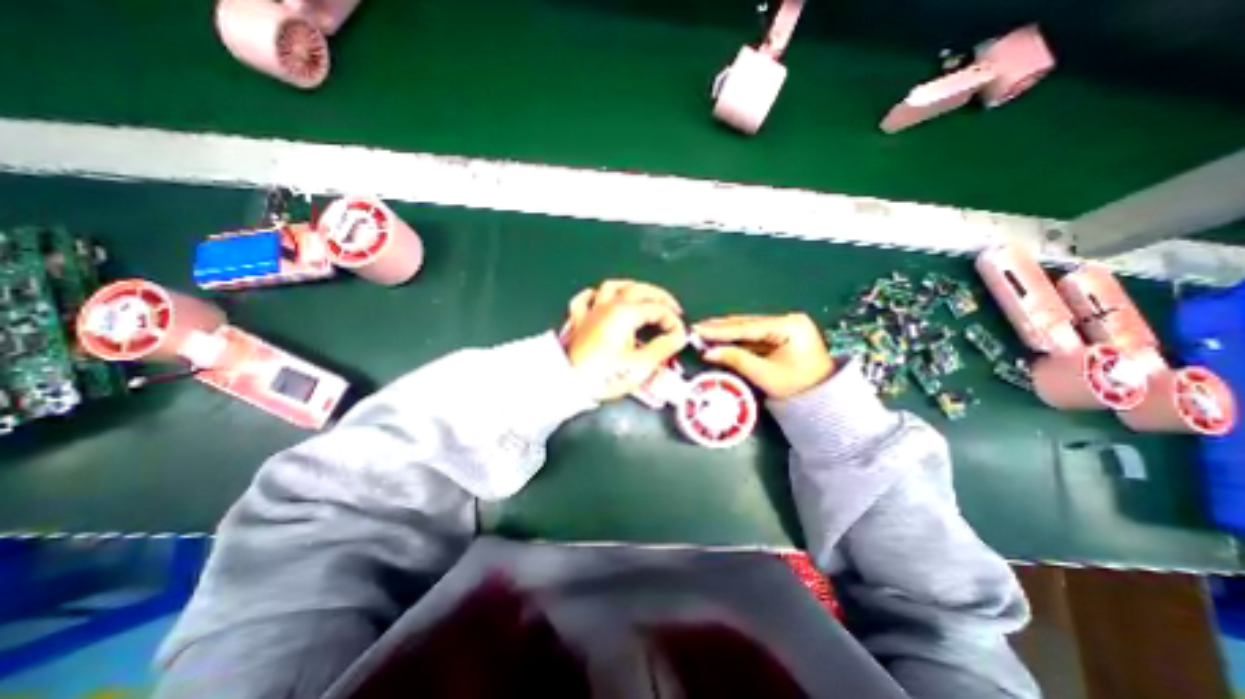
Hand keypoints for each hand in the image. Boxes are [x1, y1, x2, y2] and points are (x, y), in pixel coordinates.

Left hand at [557, 276, 684, 397]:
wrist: (568, 385)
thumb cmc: (605, 376)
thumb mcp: (640, 366)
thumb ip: (662, 348)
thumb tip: (678, 336)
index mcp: (625, 313)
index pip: (657, 309)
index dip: (673, 321)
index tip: (680, 336)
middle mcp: (608, 305)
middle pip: (639, 290)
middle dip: (660, 297)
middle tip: (673, 309)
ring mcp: (591, 311)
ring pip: (612, 286)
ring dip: (631, 288)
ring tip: (643, 296)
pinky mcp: (578, 321)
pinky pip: (585, 299)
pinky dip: (596, 295)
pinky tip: (602, 298)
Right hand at [696, 312, 828, 398]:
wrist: (823, 399)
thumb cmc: (797, 388)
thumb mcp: (764, 374)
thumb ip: (736, 359)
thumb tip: (708, 352)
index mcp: (789, 326)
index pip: (747, 326)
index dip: (720, 330)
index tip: (698, 329)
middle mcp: (788, 319)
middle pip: (747, 323)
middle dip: (720, 328)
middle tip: (696, 329)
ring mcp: (786, 325)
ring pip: (749, 327)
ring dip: (726, 331)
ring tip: (703, 331)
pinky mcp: (782, 333)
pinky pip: (754, 334)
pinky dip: (737, 337)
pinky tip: (719, 337)